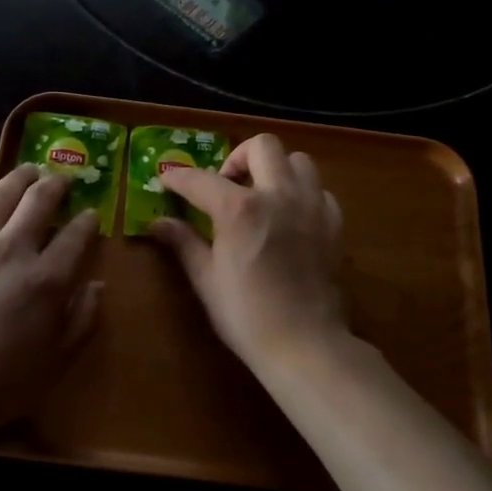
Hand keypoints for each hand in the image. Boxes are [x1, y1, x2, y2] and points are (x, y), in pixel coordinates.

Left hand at [0, 165, 103, 440]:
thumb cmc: (0, 385)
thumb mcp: (55, 362)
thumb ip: (82, 320)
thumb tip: (97, 285)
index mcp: (46, 280)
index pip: (76, 236)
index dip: (88, 221)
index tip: (91, 215)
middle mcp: (12, 252)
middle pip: (39, 202)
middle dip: (56, 185)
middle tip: (63, 180)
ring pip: (1, 195)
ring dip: (20, 177)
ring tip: (30, 170)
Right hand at [150, 134, 346, 369]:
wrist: (304, 344)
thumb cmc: (246, 314)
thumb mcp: (206, 278)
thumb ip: (183, 242)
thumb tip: (157, 223)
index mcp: (240, 208)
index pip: (201, 179)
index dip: (178, 177)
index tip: (168, 180)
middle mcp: (278, 195)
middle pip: (262, 146)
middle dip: (237, 157)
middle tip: (225, 184)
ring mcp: (312, 206)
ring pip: (298, 160)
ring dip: (275, 169)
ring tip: (261, 195)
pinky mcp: (333, 223)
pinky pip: (319, 190)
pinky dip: (301, 193)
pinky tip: (289, 216)